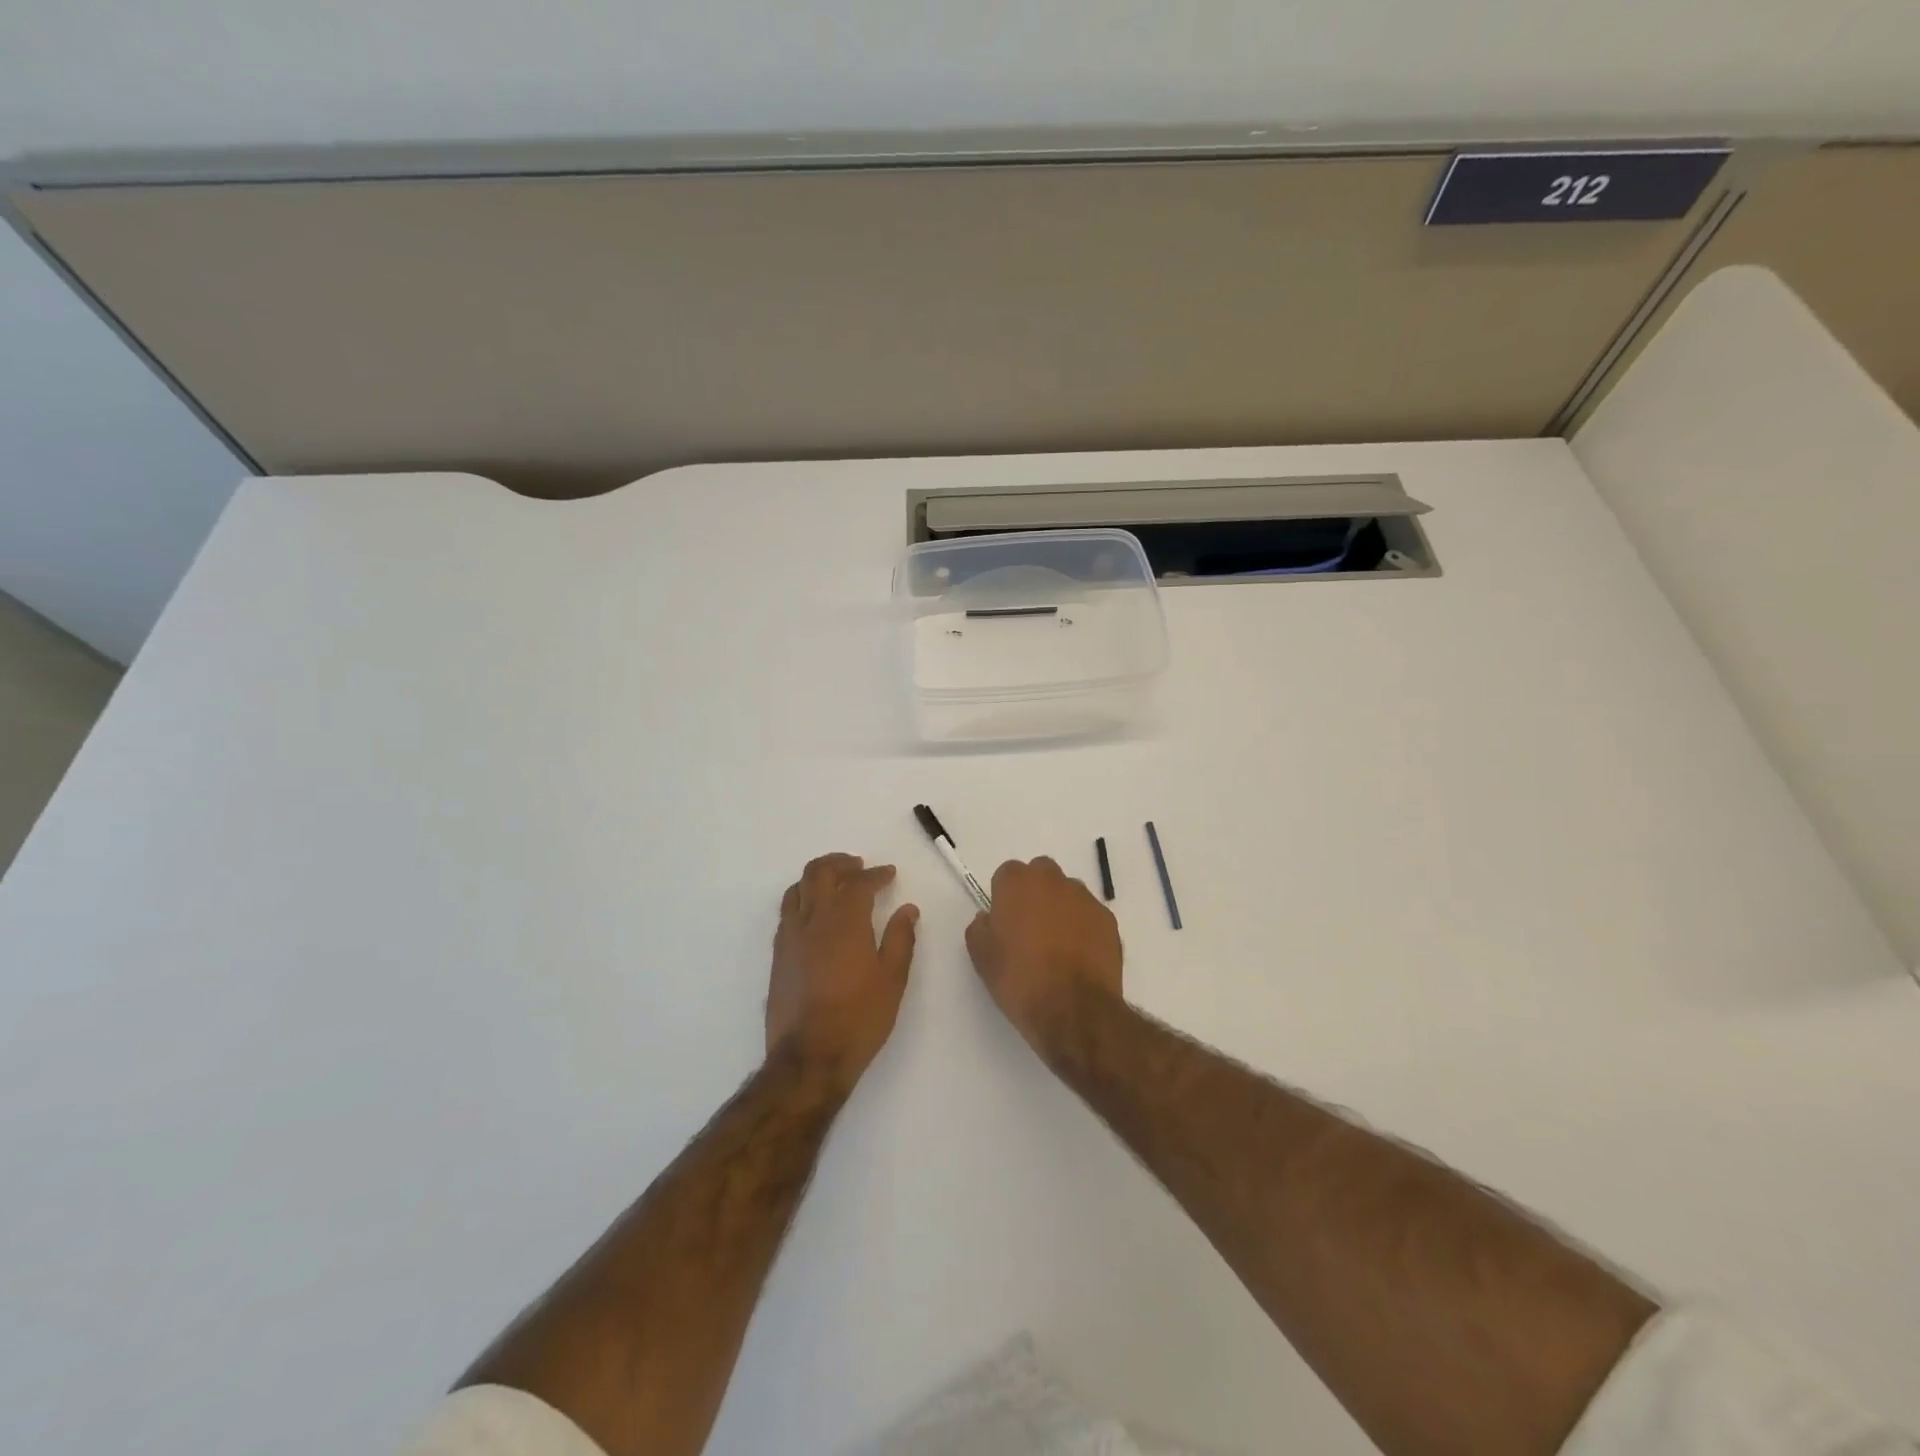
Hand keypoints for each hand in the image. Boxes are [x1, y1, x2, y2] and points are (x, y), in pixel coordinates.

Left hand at [768, 854, 918, 1087]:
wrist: (809, 1058)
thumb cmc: (859, 1018)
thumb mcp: (892, 979)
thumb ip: (900, 939)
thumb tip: (907, 910)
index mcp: (845, 921)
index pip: (859, 883)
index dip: (876, 875)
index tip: (889, 874)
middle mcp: (813, 919)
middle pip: (820, 872)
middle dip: (840, 863)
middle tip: (858, 866)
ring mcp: (790, 936)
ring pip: (797, 888)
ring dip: (817, 877)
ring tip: (834, 883)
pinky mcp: (778, 955)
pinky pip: (787, 911)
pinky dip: (802, 899)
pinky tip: (814, 914)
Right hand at [965, 857, 1122, 1052]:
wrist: (1074, 1010)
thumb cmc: (1020, 980)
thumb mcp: (982, 957)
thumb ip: (980, 928)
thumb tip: (988, 918)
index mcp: (1018, 883)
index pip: (1007, 874)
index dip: (1004, 897)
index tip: (1004, 923)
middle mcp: (1053, 880)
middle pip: (1041, 875)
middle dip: (1035, 893)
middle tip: (1030, 929)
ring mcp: (1085, 899)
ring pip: (1068, 893)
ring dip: (1061, 909)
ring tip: (1057, 946)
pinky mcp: (1108, 920)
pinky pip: (1090, 915)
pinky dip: (1084, 928)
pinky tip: (1079, 957)